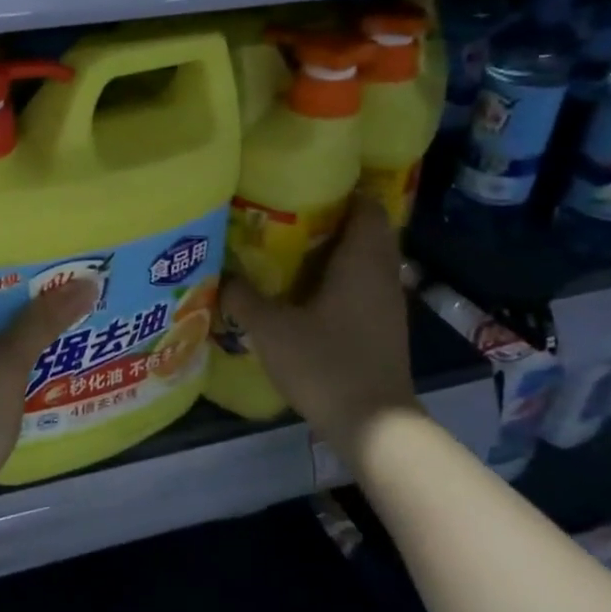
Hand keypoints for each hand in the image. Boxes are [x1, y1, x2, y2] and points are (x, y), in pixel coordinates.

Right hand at [219, 192, 419, 459]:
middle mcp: (382, 275)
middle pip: (367, 231)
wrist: (373, 424)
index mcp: (362, 262)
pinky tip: (308, 293)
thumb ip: (244, 298)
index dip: (342, 191)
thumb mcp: (271, 330)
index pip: (367, 207)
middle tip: (290, 218)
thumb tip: (222, 275)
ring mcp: (388, 304)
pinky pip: (364, 286)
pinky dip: (341, 279)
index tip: (307, 187)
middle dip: (333, 220)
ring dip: (336, 252)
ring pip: (366, 261)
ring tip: (292, 251)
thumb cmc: (325, 364)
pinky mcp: (384, 328)